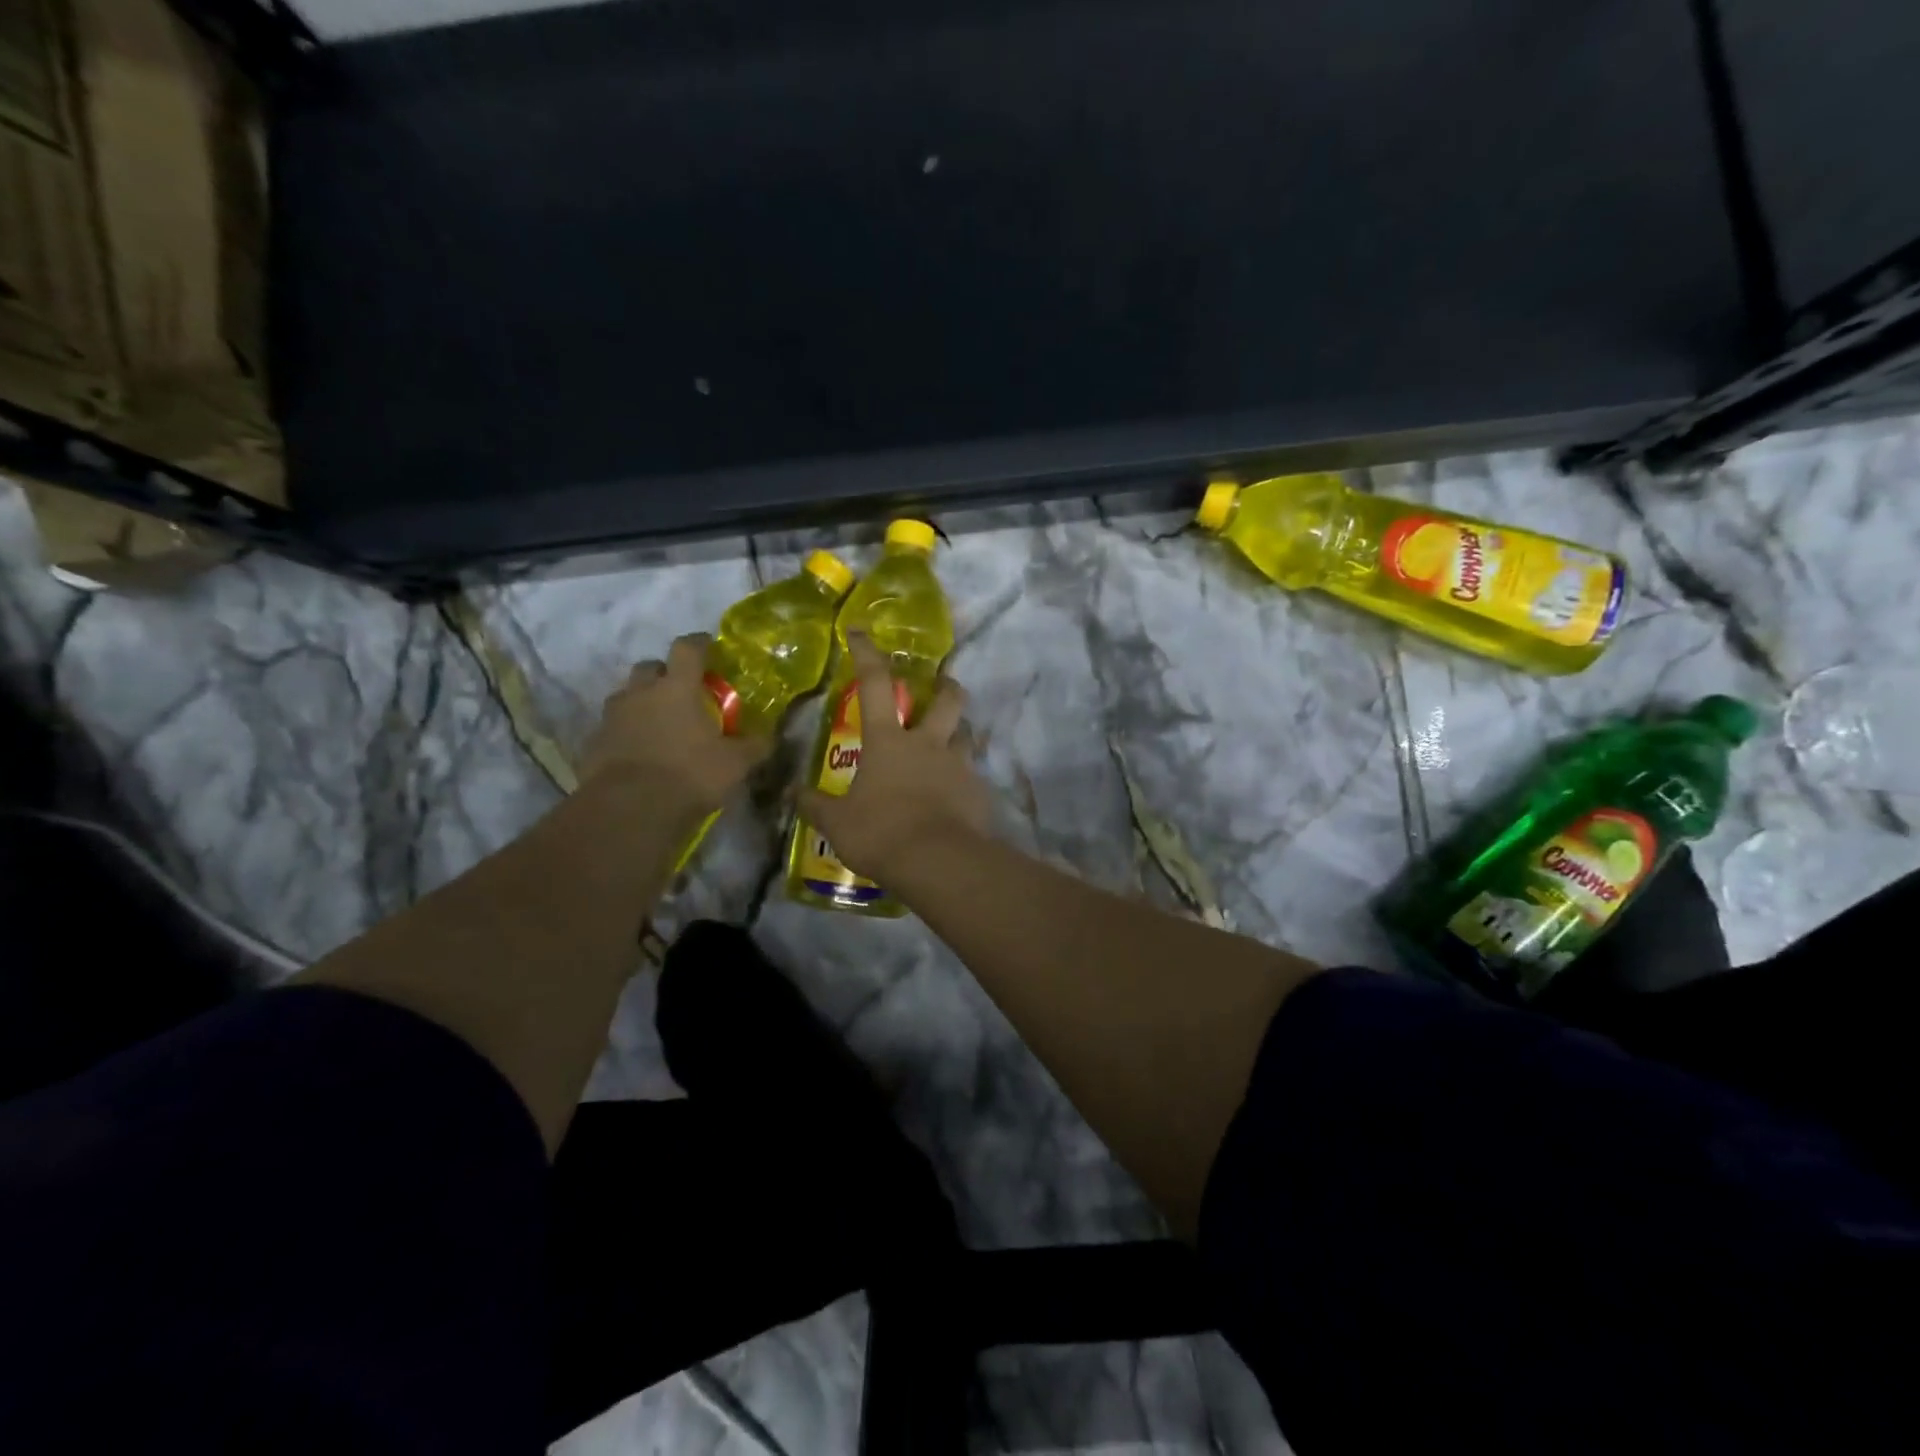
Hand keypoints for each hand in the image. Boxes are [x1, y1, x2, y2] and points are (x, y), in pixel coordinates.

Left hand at [583, 634, 771, 813]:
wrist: (630, 809)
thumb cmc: (690, 775)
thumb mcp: (735, 763)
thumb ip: (754, 746)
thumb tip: (769, 737)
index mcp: (677, 688)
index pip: (687, 648)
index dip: (699, 643)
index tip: (708, 645)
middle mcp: (641, 693)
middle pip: (649, 667)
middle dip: (664, 674)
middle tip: (681, 692)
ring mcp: (612, 717)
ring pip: (626, 696)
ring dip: (642, 703)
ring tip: (658, 724)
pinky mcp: (593, 743)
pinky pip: (612, 728)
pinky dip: (625, 733)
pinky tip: (638, 753)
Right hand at [801, 633, 991, 880]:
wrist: (938, 861)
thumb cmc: (881, 833)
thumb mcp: (837, 823)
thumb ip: (815, 805)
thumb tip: (791, 793)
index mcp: (888, 741)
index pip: (876, 683)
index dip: (867, 654)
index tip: (861, 632)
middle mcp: (928, 743)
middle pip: (946, 699)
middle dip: (946, 686)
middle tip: (943, 685)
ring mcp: (958, 765)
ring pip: (967, 734)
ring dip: (959, 732)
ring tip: (951, 742)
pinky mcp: (978, 791)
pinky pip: (973, 775)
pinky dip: (965, 778)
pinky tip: (957, 794)